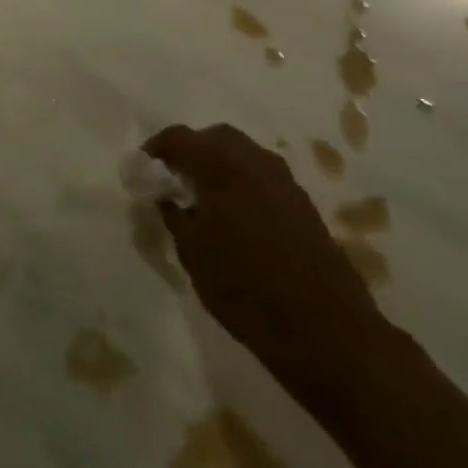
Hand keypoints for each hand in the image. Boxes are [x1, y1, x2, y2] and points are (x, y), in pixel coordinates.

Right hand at [147, 124, 390, 393]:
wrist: (324, 331)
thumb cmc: (244, 288)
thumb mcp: (191, 252)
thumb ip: (173, 213)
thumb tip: (165, 195)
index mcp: (222, 168)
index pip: (179, 137)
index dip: (156, 149)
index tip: (143, 171)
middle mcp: (255, 164)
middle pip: (216, 137)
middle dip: (191, 150)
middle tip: (173, 179)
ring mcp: (285, 183)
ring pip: (244, 154)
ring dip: (219, 165)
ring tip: (203, 198)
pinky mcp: (304, 206)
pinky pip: (263, 177)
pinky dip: (242, 182)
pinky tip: (234, 216)